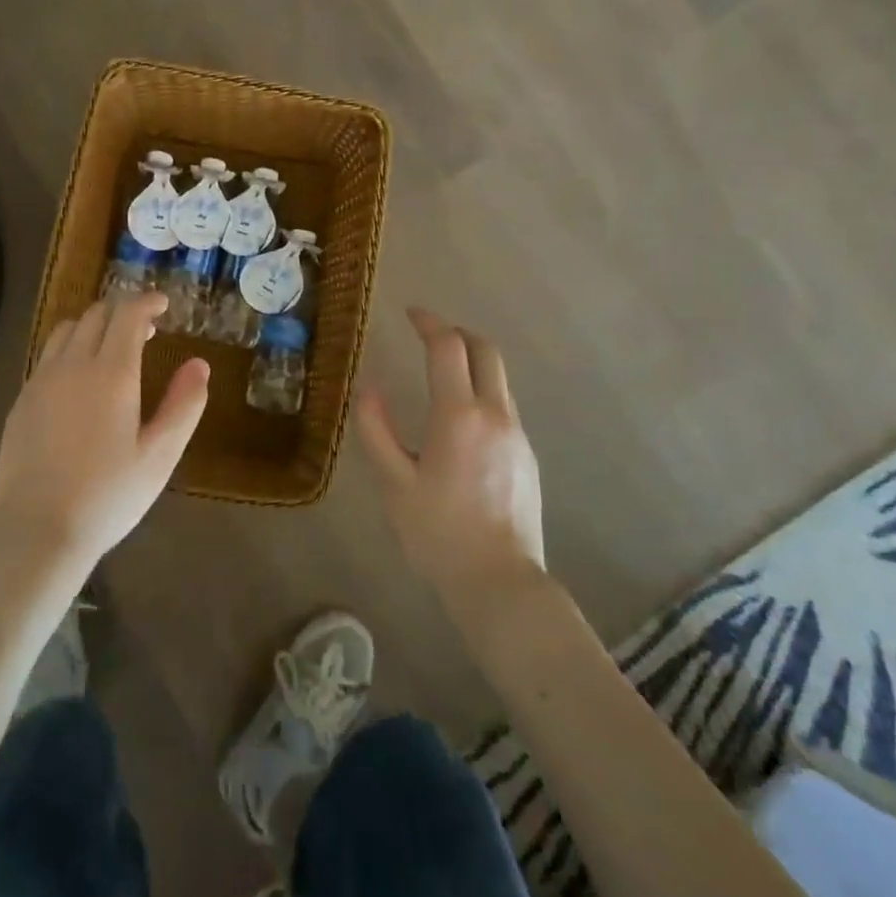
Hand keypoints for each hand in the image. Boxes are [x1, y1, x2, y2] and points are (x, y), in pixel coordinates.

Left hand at [0, 292, 209, 576]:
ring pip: (66, 330)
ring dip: (93, 325)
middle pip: (96, 315)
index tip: (164, 304)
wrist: (36, 529)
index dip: (147, 301)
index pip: (128, 314)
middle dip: (123, 310)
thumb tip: (200, 364)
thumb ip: (184, 405)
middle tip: (147, 328)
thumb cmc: (108, 495)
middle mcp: (72, 365)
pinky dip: (70, 348)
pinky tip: (79, 378)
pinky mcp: (22, 400)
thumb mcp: (160, 455)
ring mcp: (41, 381)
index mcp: (111, 372)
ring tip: (112, 346)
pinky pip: (48, 356)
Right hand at [356, 307, 545, 594]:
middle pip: (486, 352)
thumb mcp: (393, 483)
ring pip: (498, 380)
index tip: (411, 314)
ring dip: (472, 363)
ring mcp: (517, 436)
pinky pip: (503, 408)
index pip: (448, 348)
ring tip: (441, 376)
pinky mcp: (527, 457)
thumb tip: (368, 387)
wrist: (500, 582)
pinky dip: (481, 394)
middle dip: (458, 334)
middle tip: (429, 335)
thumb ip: (376, 429)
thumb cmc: (438, 533)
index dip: (429, 323)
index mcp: (459, 416)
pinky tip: (459, 424)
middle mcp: (496, 415)